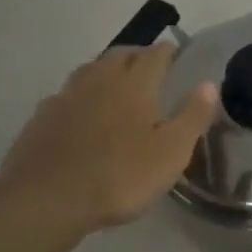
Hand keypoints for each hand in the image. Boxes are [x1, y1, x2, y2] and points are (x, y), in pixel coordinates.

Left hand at [0, 44, 217, 237]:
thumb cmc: (120, 175)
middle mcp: (100, 79)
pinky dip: (81, 96)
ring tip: (117, 84)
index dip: (168, 51)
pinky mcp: (42, 117)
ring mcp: (66, 96)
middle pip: (120, 54)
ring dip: (107, 71)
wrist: (46, 200)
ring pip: (91, 70)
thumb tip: (209, 83)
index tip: (176, 53)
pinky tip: (82, 112)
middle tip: (149, 66)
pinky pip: (67, 95)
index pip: (156, 54)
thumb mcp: (172, 151)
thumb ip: (192, 115)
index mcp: (135, 83)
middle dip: (137, 55)